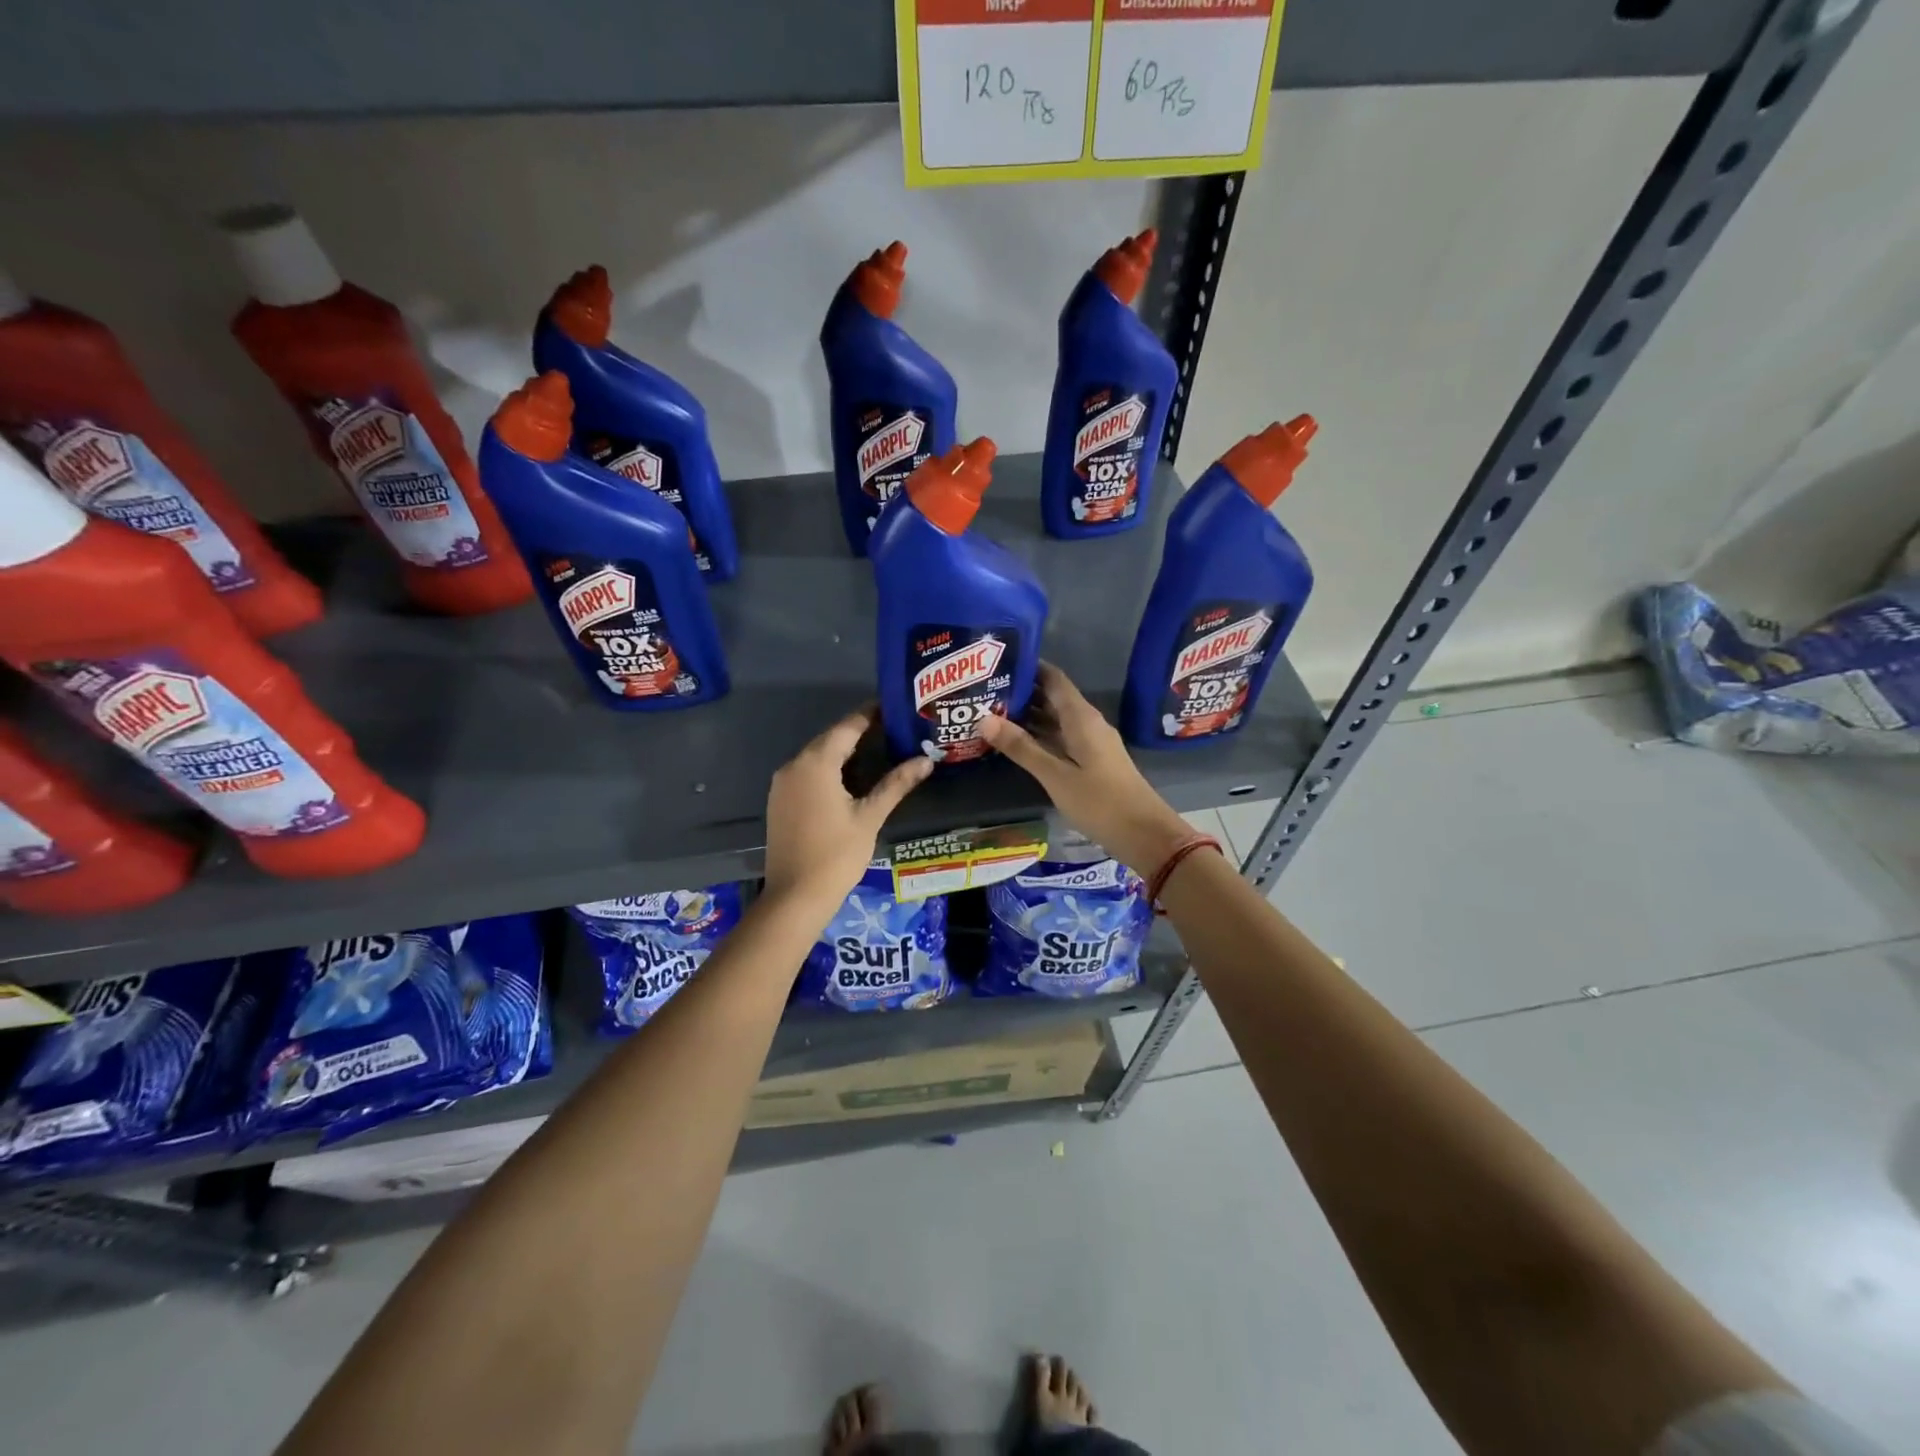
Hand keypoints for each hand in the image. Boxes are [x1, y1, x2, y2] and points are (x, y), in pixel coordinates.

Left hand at [762, 708, 932, 913]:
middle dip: (860, 732)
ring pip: (818, 756)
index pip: (848, 727)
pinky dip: (830, 768)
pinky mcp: (780, 800)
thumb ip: (896, 783)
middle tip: (894, 728)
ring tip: (880, 749)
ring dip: (845, 751)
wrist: (795, 897)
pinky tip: (852, 777)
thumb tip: (926, 760)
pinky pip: (808, 773)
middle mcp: (794, 765)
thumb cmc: (837, 854)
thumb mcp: (870, 816)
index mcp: (816, 763)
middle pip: (831, 739)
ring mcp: (783, 783)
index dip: (871, 714)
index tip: (895, 706)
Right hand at [980, 663, 1194, 877]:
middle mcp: (1087, 723)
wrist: (1145, 835)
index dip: (1028, 667)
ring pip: (1056, 720)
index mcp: (1081, 717)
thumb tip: (983, 718)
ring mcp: (1091, 742)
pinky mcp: (1092, 761)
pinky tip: (1017, 743)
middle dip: (1021, 692)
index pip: (1053, 679)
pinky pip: (1061, 738)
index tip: (997, 662)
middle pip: (1052, 698)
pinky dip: (1039, 736)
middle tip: (984, 690)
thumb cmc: (1100, 802)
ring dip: (1028, 716)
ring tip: (991, 713)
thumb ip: (1021, 747)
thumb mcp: (1055, 776)